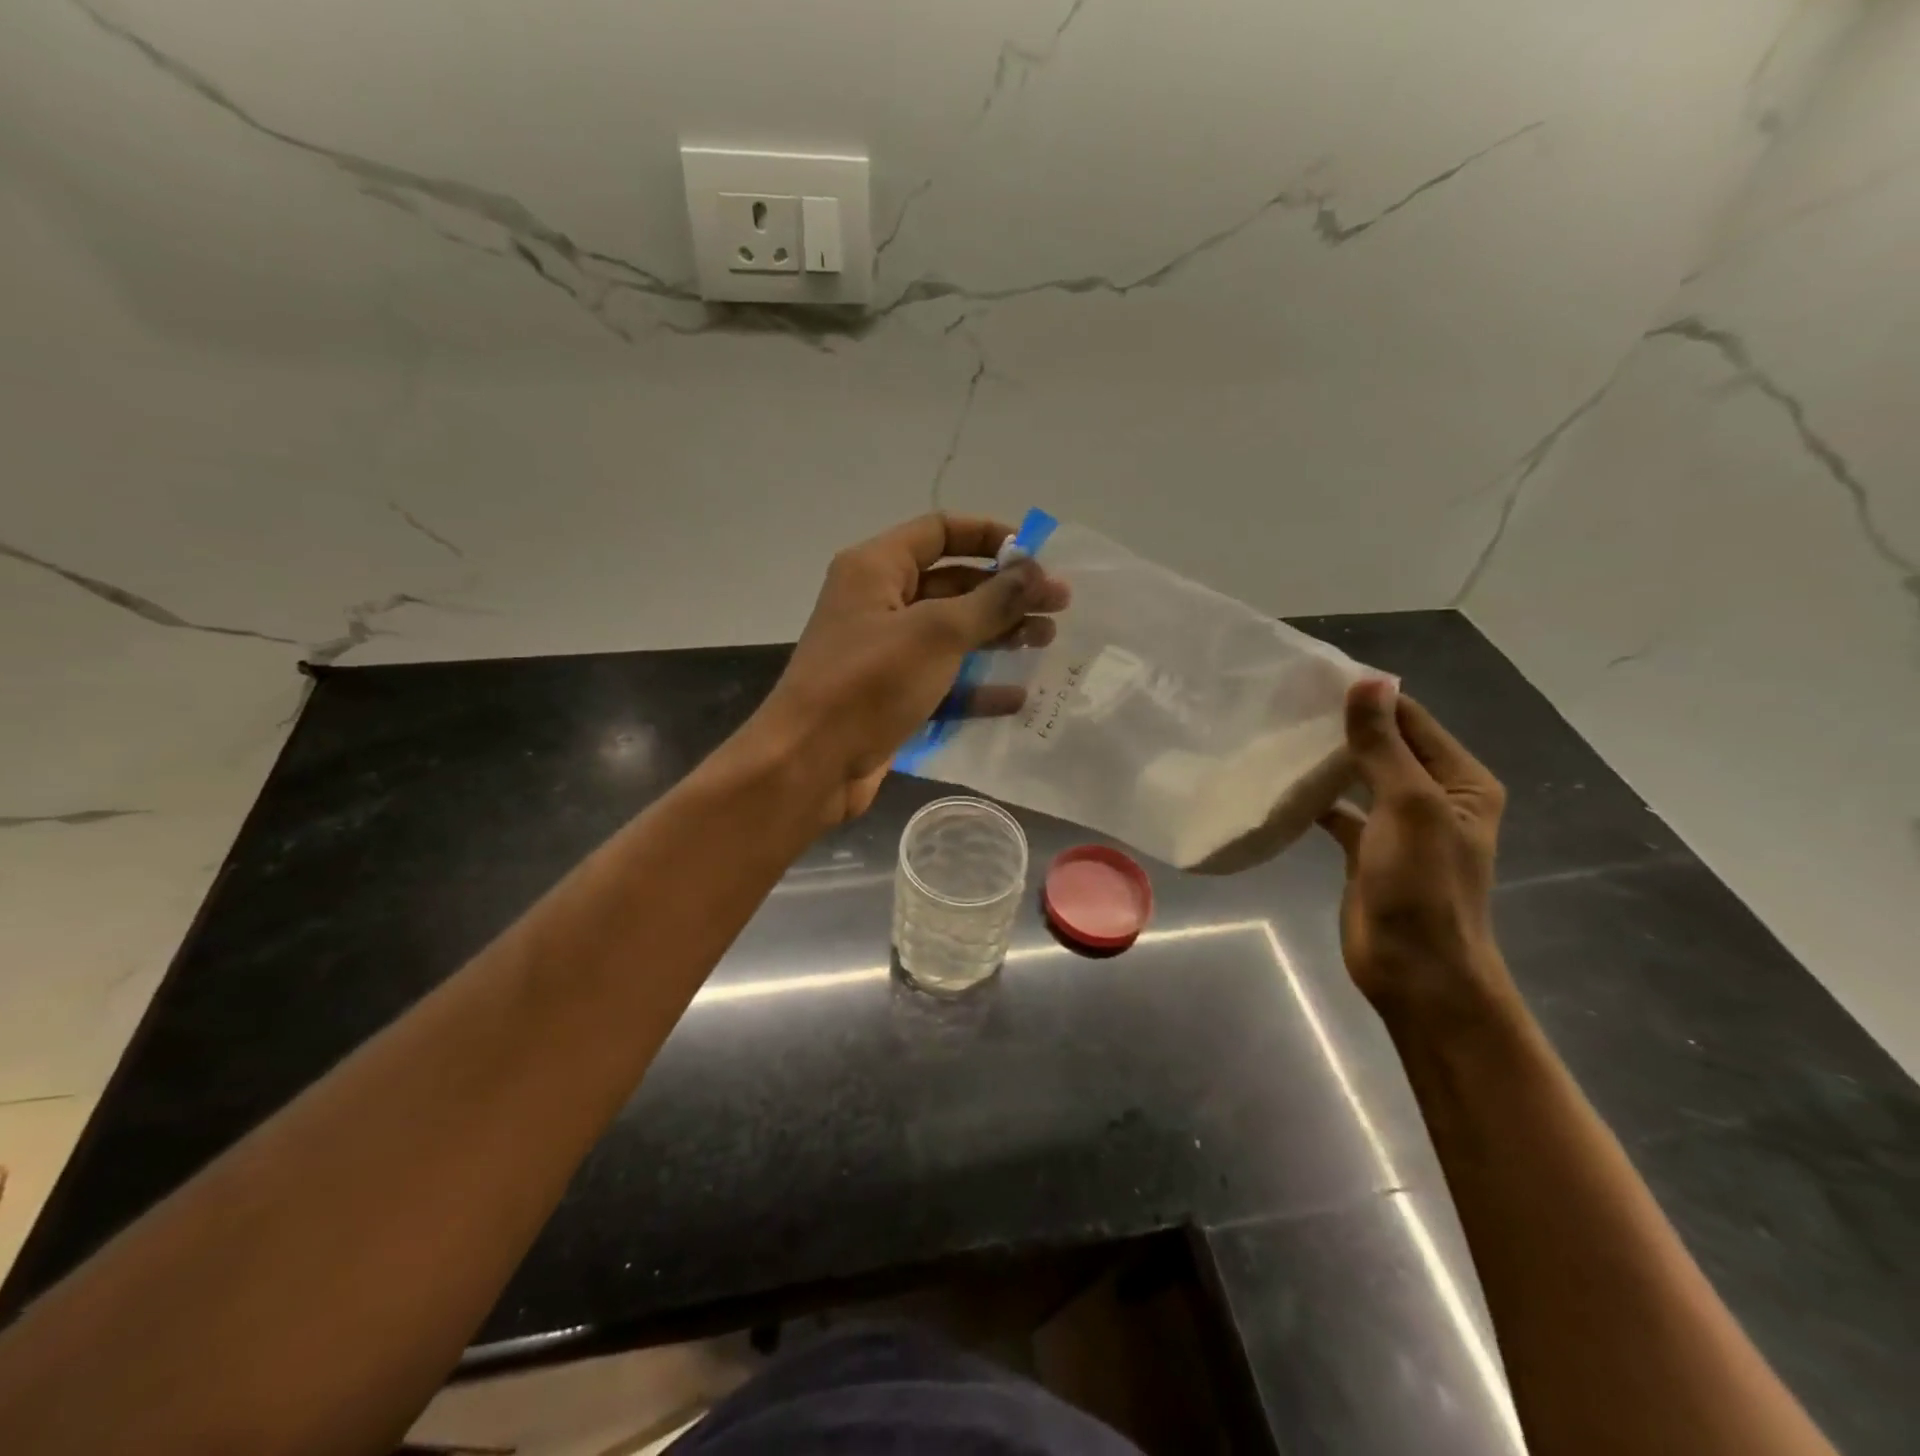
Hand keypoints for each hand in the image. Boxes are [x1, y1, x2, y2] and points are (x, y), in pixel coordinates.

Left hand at [751, 513, 1068, 825]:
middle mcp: (878, 604)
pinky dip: (977, 686)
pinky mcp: (891, 696)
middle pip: (952, 584)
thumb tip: (1036, 571)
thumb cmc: (869, 683)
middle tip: (1058, 606)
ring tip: (1046, 641)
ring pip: (950, 634)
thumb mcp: (936, 633)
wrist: (810, 764)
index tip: (1037, 555)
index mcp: (876, 569)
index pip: (940, 532)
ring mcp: (884, 654)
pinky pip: (942, 681)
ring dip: (997, 635)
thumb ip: (991, 601)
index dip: (990, 536)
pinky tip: (1017, 697)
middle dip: (1004, 593)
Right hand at [1317, 680, 1517, 1025]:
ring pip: (1360, 778)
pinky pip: (1340, 812)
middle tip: (1287, 705)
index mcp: (1460, 782)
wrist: (1415, 970)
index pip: (1413, 721)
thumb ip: (1384, 746)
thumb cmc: (1423, 886)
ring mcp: (1399, 826)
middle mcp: (1434, 797)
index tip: (1316, 678)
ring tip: (1280, 735)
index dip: (1370, 699)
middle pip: (1386, 747)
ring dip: (1328, 761)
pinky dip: (1317, 799)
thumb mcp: (1409, 806)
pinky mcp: (1368, 851)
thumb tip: (1368, 682)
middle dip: (1344, 727)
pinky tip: (1283, 787)